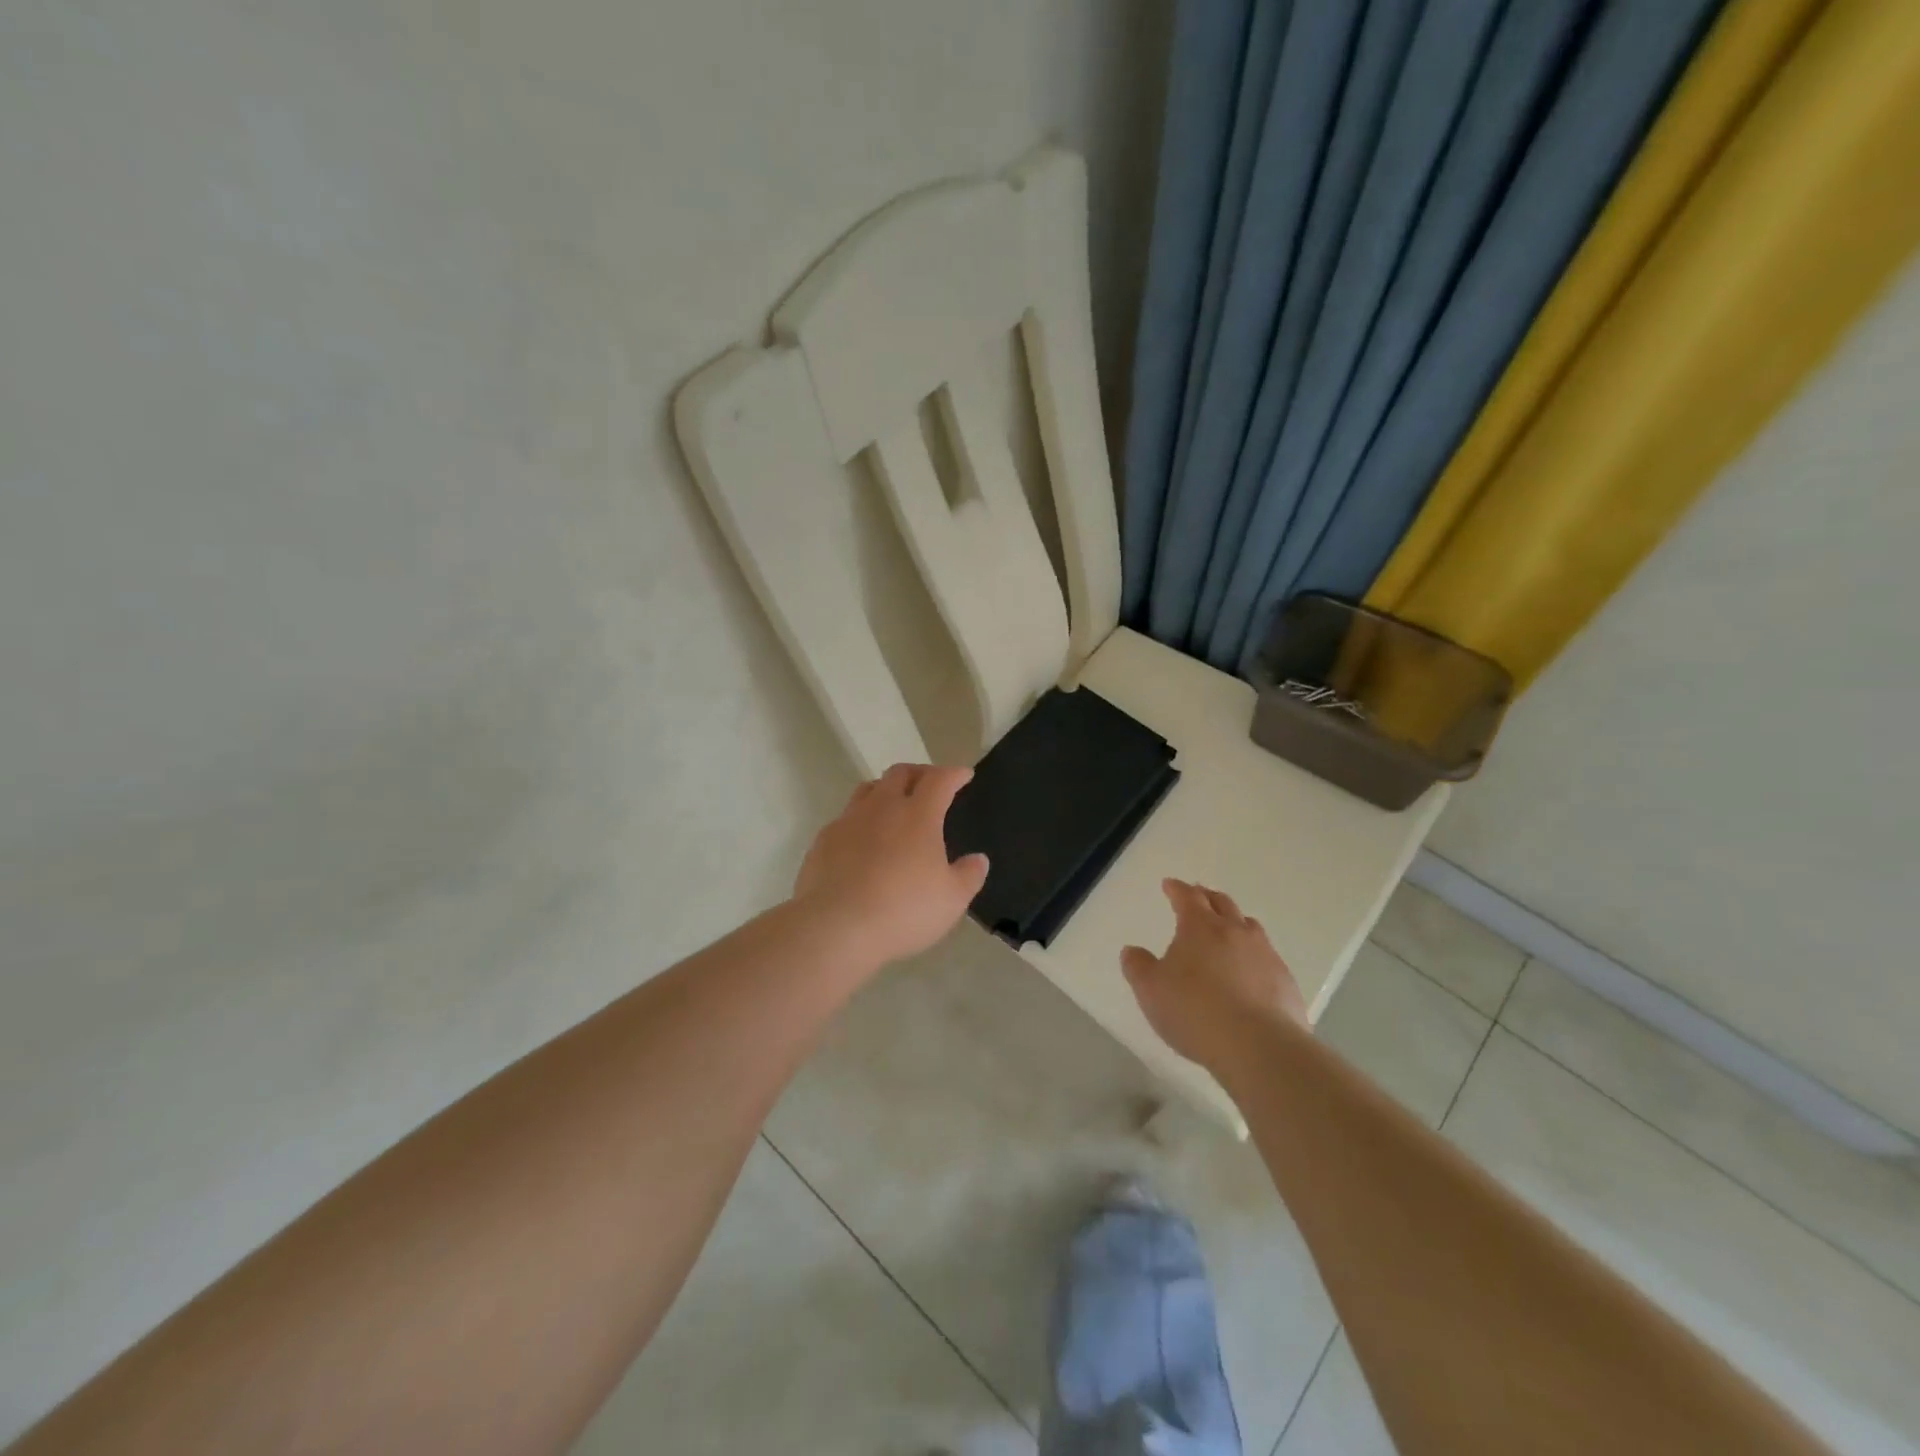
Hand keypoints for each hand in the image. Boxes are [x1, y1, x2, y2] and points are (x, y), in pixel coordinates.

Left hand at [792, 763, 989, 969]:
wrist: (836, 927)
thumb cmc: (903, 910)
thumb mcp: (951, 900)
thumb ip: (969, 875)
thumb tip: (978, 859)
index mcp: (918, 815)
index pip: (939, 780)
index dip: (954, 774)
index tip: (964, 774)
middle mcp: (882, 807)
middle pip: (900, 773)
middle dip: (919, 773)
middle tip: (930, 783)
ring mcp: (848, 821)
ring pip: (868, 789)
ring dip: (886, 789)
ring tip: (894, 804)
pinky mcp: (824, 840)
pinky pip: (846, 818)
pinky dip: (861, 820)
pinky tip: (863, 841)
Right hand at [1121, 879, 1307, 1071]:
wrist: (1258, 1046)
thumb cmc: (1195, 1012)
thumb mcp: (1150, 990)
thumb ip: (1138, 967)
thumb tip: (1132, 951)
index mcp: (1200, 927)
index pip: (1187, 897)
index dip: (1177, 889)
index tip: (1169, 884)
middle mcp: (1234, 932)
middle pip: (1222, 903)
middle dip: (1207, 897)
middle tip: (1198, 896)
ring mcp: (1264, 954)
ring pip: (1249, 926)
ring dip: (1235, 921)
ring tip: (1228, 928)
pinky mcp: (1284, 981)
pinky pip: (1267, 956)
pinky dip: (1253, 954)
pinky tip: (1249, 971)